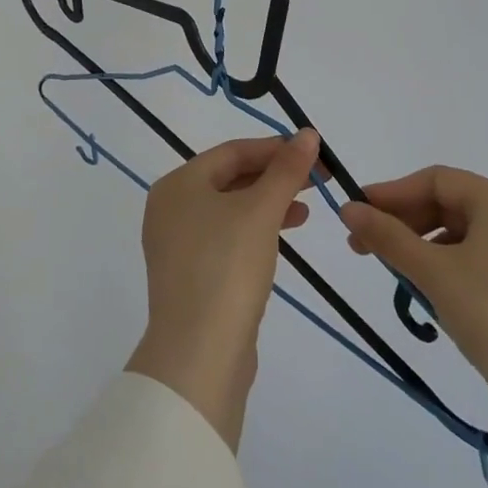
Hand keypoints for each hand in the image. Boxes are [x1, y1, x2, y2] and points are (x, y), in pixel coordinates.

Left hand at [125, 131, 322, 449]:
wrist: (199, 354)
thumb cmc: (227, 267)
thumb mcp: (261, 211)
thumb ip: (286, 170)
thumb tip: (308, 134)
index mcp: (178, 184)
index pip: (232, 151)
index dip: (275, 148)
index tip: (313, 153)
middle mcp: (170, 208)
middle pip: (229, 178)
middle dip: (274, 177)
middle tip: (316, 181)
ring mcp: (177, 244)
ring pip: (230, 210)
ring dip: (268, 204)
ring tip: (305, 210)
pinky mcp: (190, 275)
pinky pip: (226, 238)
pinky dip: (254, 231)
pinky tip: (281, 238)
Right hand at [338, 166, 487, 423]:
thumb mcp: (433, 272)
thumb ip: (387, 236)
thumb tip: (348, 208)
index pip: (436, 180)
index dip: (392, 193)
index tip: (357, 214)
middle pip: (453, 204)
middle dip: (406, 223)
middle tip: (367, 247)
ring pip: (470, 234)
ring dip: (428, 247)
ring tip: (401, 275)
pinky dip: (456, 266)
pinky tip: (439, 293)